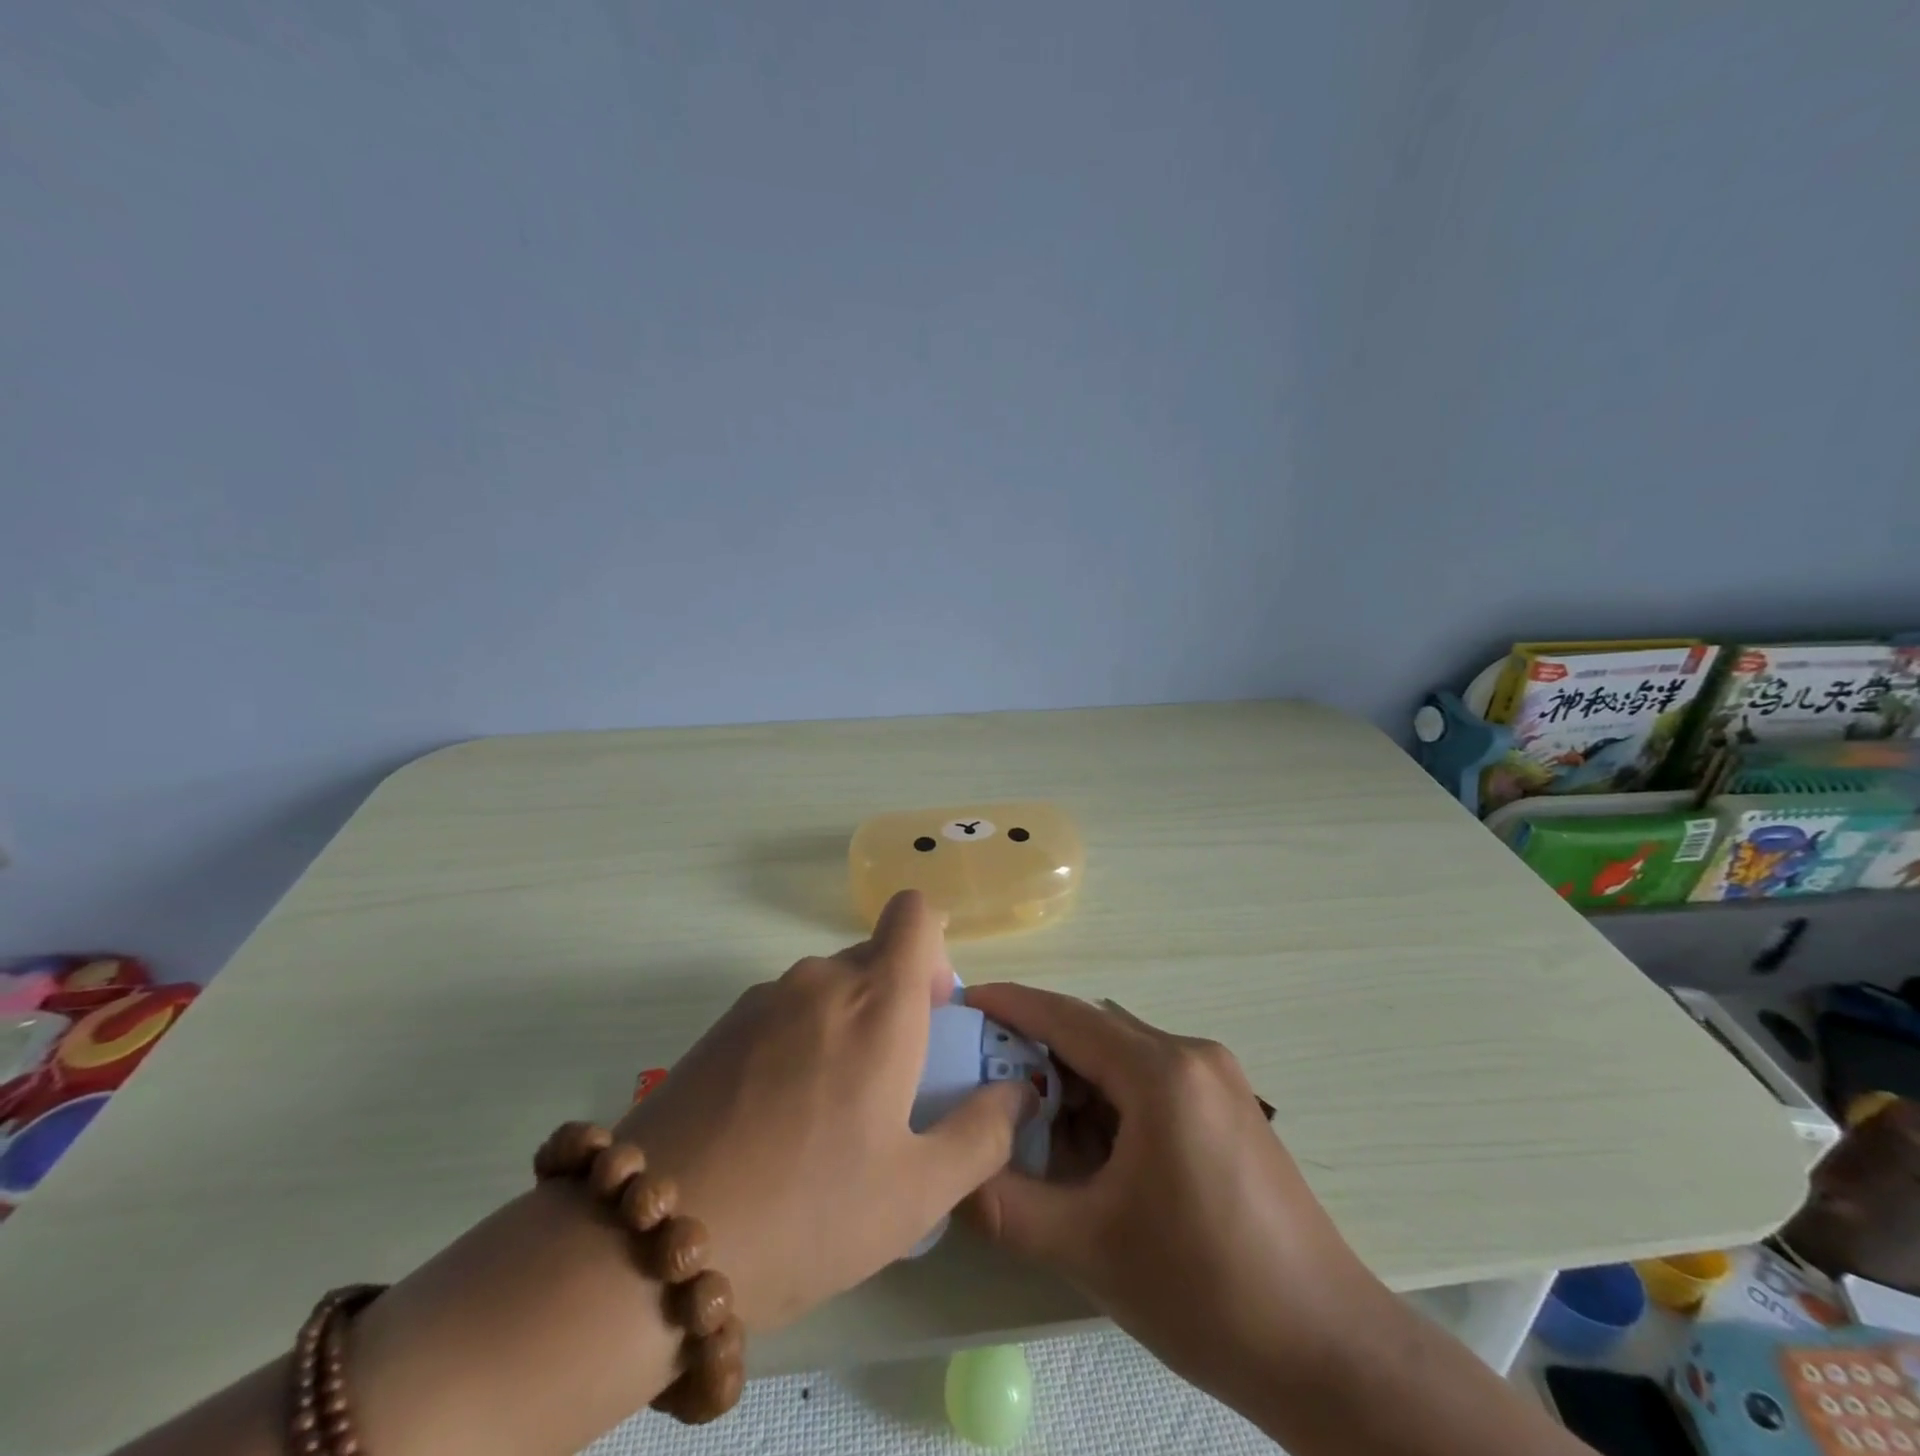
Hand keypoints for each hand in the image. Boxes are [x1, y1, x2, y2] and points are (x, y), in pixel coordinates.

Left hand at [613, 892, 1030, 1332]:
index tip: (932, 1012)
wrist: (651, 1244)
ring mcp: (762, 999)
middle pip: (873, 955)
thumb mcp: (916, 1192)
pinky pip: (783, 1012)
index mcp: (877, 1000)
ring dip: (845, 1026)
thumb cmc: (808, 1212)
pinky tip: (777, 1123)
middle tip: (891, 1086)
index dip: (934, 947)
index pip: (915, 912)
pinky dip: (799, 1043)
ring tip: (831, 1116)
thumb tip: (1021, 1092)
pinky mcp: (719, 1027)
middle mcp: (821, 979)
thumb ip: (983, 1133)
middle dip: (895, 1001)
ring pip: (827, 987)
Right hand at [961, 985, 1370, 1404]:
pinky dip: (1111, 1101)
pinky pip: (1151, 1081)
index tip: (966, 1001)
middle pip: (1095, 1031)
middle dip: (1037, 1050)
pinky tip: (1091, 1150)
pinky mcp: (1229, 1108)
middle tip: (985, 1081)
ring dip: (1075, 1080)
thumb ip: (1006, 1205)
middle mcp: (1192, 1056)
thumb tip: (949, 1176)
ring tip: (1031, 1127)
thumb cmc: (1205, 1291)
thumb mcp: (1089, 1248)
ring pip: (1122, 1057)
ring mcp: (1218, 1080)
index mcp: (1162, 1073)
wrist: (1329, 1354)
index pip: (1068, 1017)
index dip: (1012, 1004)